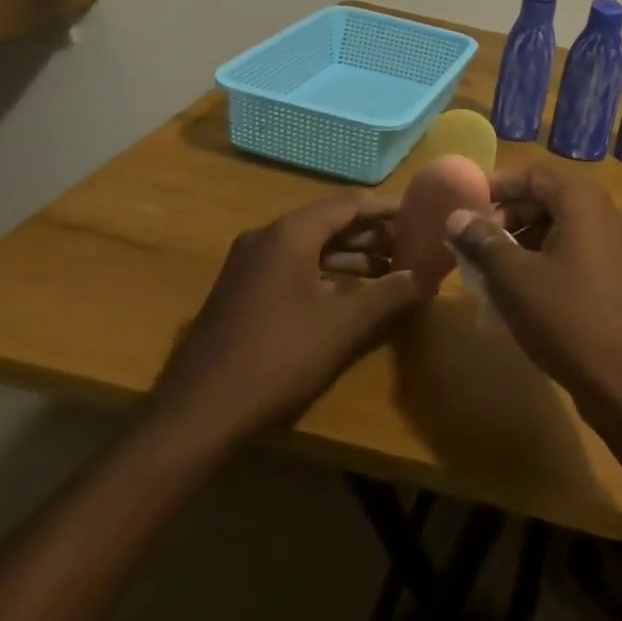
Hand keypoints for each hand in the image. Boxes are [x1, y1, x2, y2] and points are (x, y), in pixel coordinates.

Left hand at [146, 194, 424, 459]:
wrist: (195, 416)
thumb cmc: (276, 359)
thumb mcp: (343, 326)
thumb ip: (389, 295)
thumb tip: (426, 276)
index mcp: (290, 233)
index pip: (350, 204)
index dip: (388, 210)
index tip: (421, 216)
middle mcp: (266, 238)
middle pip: (330, 222)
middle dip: (372, 235)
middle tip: (410, 247)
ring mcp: (248, 265)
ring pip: (311, 246)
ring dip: (350, 256)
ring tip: (389, 271)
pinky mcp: (240, 292)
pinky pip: (292, 266)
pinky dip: (325, 273)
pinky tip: (348, 294)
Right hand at [445, 165, 621, 408]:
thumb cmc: (565, 316)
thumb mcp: (513, 277)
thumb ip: (482, 241)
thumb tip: (456, 216)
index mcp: (581, 200)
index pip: (532, 175)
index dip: (497, 186)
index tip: (464, 206)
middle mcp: (600, 211)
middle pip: (545, 198)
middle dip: (506, 216)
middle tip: (473, 242)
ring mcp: (609, 242)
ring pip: (556, 226)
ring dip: (520, 239)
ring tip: (488, 268)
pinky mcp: (611, 271)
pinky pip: (569, 249)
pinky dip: (541, 258)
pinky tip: (517, 288)